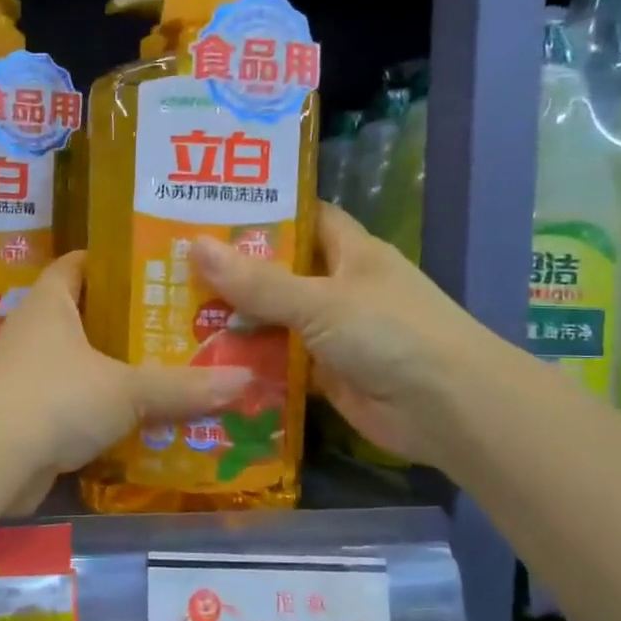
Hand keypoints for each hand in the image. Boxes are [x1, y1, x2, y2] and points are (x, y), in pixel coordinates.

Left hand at [0, 252, 253, 512]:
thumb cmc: (57, 399)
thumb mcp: (127, 389)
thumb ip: (183, 386)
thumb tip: (245, 379)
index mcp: (50, 303)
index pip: (78, 264)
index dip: (113, 262)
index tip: (156, 269)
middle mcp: (33, 331)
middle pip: (85, 315)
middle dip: (127, 321)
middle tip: (179, 324)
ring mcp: (26, 375)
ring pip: (80, 362)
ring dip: (116, 369)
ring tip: (170, 370)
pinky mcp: (26, 416)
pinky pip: (72, 402)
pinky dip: (100, 408)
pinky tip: (139, 419)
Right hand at [191, 203, 495, 466]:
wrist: (448, 410)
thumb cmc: (390, 334)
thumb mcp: (320, 301)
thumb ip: (258, 281)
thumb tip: (195, 245)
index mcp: (351, 252)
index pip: (303, 218)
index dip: (263, 211)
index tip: (209, 210)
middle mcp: (341, 288)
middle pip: (280, 272)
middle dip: (233, 271)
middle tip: (172, 266)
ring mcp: (334, 334)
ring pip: (276, 320)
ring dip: (236, 321)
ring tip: (174, 313)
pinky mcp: (327, 375)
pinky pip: (280, 363)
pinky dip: (251, 364)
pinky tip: (206, 362)